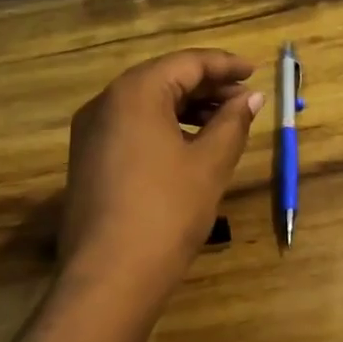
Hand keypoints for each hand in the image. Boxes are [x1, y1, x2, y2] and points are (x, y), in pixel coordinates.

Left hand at [60, 50, 263, 302]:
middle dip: (207, 86)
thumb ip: (233, 122)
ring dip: (187, 107)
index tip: (254, 71)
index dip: (224, 65)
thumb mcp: (209, 164)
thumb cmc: (167, 211)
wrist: (109, 278)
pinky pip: (132, 126)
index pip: (186, 63)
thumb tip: (251, 97)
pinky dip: (165, 126)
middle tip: (245, 98)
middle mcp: (106, 103)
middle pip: (164, 78)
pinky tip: (191, 145)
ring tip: (225, 122)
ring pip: (147, 104)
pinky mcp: (88, 159)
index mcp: (135, 93)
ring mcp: (91, 132)